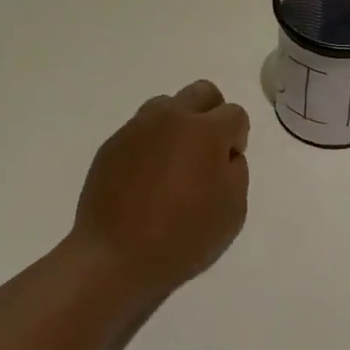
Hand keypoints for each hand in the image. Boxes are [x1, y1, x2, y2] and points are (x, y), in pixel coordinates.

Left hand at [71, 81, 249, 305]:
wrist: (114, 258)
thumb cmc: (182, 237)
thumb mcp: (233, 211)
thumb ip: (236, 171)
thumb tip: (224, 155)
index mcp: (205, 131)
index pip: (235, 113)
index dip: (238, 138)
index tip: (227, 166)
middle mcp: (171, 118)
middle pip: (202, 92)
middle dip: (212, 114)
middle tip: (206, 152)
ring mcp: (137, 128)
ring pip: (167, 105)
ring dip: (179, 124)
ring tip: (174, 162)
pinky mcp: (112, 144)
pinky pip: (140, 130)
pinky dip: (151, 144)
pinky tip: (146, 177)